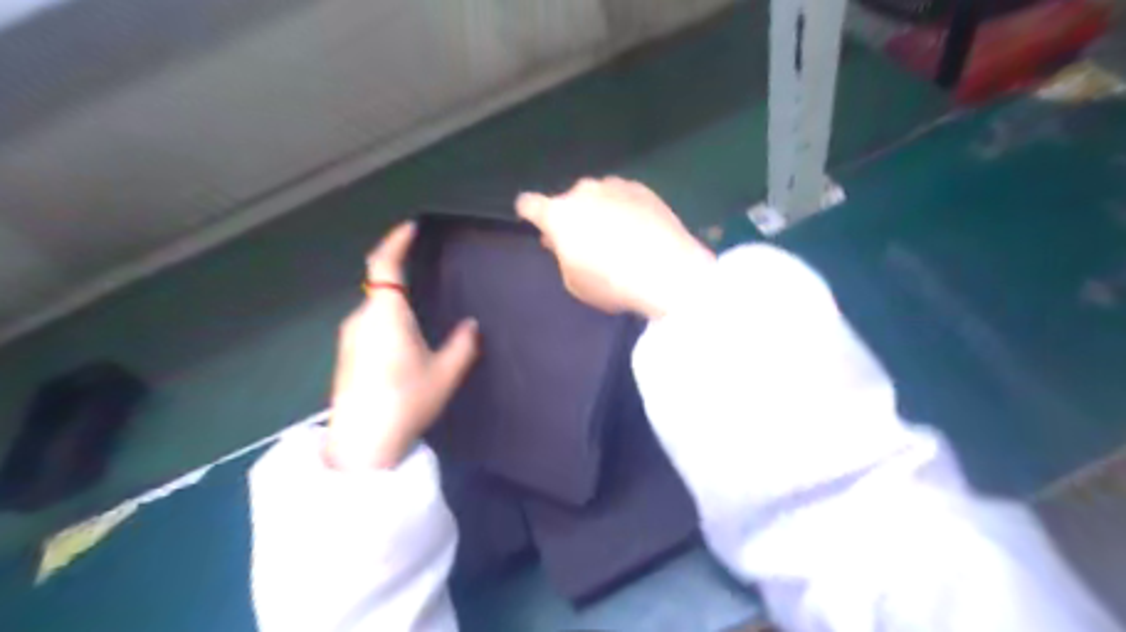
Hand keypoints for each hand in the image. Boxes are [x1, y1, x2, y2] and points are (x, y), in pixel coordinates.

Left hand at [329, 223, 479, 467]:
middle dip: (399, 272)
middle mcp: (362, 318)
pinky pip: (369, 324)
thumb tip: (471, 325)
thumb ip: (463, 344)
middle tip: (425, 271)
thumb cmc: (406, 400)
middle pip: (379, 284)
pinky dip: (386, 318)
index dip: (396, 241)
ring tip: (420, 310)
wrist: (362, 443)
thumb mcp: (445, 373)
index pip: (384, 264)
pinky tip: (403, 341)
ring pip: (374, 306)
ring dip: (394, 300)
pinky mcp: (346, 356)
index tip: (411, 228)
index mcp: (386, 314)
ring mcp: (349, 338)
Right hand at [515, 175, 710, 314]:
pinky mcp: (642, 188)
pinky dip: (623, 208)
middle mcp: (583, 191)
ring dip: (598, 210)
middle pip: (568, 201)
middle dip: (572, 217)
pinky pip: (622, 196)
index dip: (528, 213)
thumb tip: (564, 242)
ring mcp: (614, 185)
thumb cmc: (612, 282)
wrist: (668, 271)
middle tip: (584, 241)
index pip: (528, 203)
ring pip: (597, 196)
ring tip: (616, 236)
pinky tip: (638, 229)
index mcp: (558, 214)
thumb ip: (563, 257)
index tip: (533, 223)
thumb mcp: (575, 282)